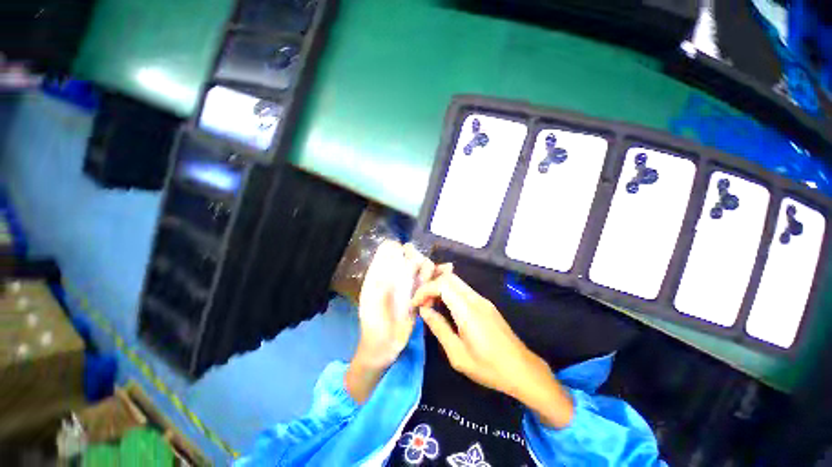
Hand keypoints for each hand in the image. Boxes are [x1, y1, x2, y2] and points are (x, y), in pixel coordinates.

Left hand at [346, 241, 449, 402]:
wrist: (384, 347)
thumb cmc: (374, 326)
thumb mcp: (373, 306)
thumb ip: (380, 288)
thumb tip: (391, 269)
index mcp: (380, 273)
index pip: (387, 250)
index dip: (396, 248)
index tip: (404, 256)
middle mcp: (395, 275)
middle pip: (409, 255)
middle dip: (416, 258)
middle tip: (420, 273)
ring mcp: (408, 284)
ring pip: (421, 266)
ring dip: (428, 268)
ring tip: (428, 283)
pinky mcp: (419, 293)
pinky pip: (430, 280)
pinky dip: (439, 273)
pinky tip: (448, 268)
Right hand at [412, 273, 573, 427]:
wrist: (522, 370)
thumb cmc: (489, 367)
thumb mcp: (458, 355)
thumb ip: (439, 328)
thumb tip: (424, 310)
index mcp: (467, 310)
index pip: (442, 284)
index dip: (425, 290)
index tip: (415, 304)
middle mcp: (475, 299)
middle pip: (449, 277)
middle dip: (431, 285)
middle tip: (422, 302)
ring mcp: (482, 300)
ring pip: (457, 281)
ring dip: (440, 288)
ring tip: (430, 304)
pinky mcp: (486, 304)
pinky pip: (464, 290)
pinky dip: (450, 292)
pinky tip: (445, 307)